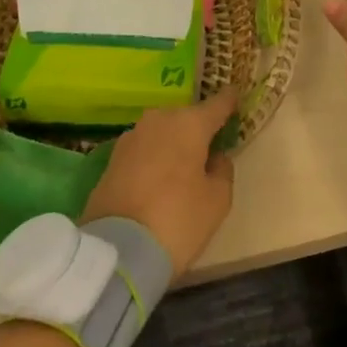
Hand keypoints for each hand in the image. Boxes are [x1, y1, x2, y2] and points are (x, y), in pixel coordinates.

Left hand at [82, 87, 236, 282]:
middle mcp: (160, 120)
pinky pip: (143, 150)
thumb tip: (215, 157)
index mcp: (191, 124)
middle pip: (186, 118)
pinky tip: (155, 181)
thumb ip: (222, 170)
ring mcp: (132, 136)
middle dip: (196, 129)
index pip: (217, 104)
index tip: (235, 97)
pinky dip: (152, 159)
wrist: (118, 250)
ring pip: (162, 132)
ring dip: (172, 144)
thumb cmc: (178, 220)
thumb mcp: (218, 201)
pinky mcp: (112, 157)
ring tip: (179, 169)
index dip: (228, 101)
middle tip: (206, 150)